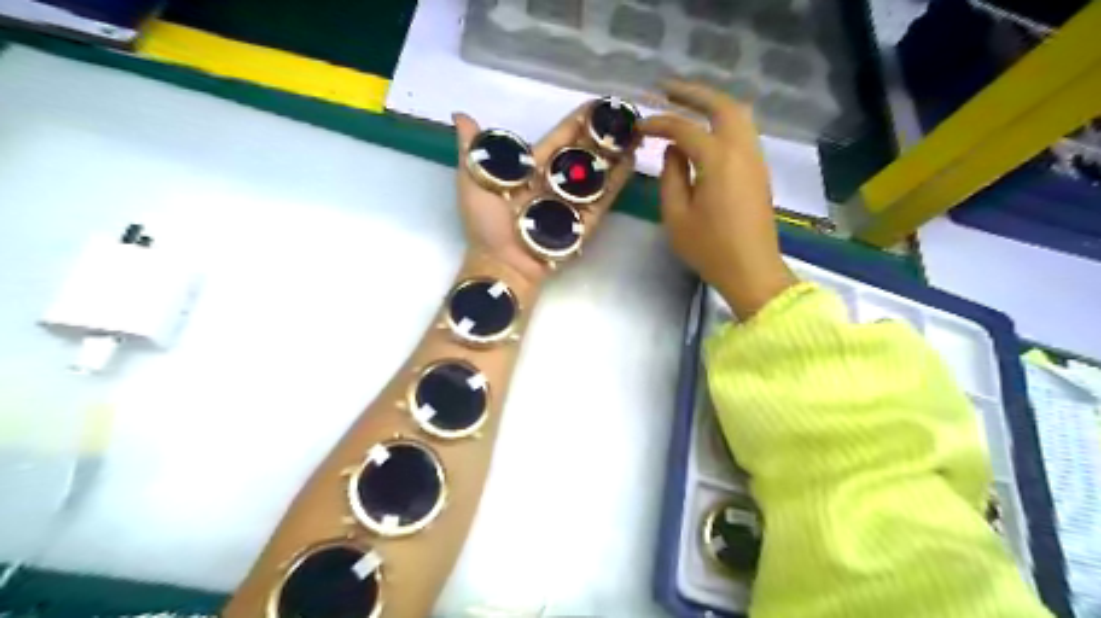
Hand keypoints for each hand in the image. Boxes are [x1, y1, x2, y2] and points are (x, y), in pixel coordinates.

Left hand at [447, 104, 637, 284]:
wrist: (499, 263)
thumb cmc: (484, 225)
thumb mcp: (472, 180)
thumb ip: (473, 150)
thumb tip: (460, 114)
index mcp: (531, 170)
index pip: (558, 139)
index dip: (576, 122)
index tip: (595, 103)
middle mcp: (554, 182)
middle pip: (582, 152)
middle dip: (602, 133)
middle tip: (623, 113)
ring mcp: (571, 202)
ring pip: (596, 172)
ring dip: (614, 152)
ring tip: (634, 131)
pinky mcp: (584, 222)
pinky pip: (603, 197)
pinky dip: (617, 180)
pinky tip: (631, 159)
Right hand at [643, 80, 795, 317]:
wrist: (751, 270)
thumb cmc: (709, 248)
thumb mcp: (676, 216)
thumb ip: (670, 177)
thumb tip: (672, 151)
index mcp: (718, 160)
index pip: (685, 129)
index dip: (659, 123)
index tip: (639, 126)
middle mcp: (741, 150)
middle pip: (722, 106)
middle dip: (693, 93)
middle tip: (666, 89)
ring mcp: (755, 158)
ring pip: (738, 115)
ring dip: (712, 104)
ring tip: (686, 104)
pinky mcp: (759, 170)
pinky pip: (743, 132)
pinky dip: (723, 120)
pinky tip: (706, 131)